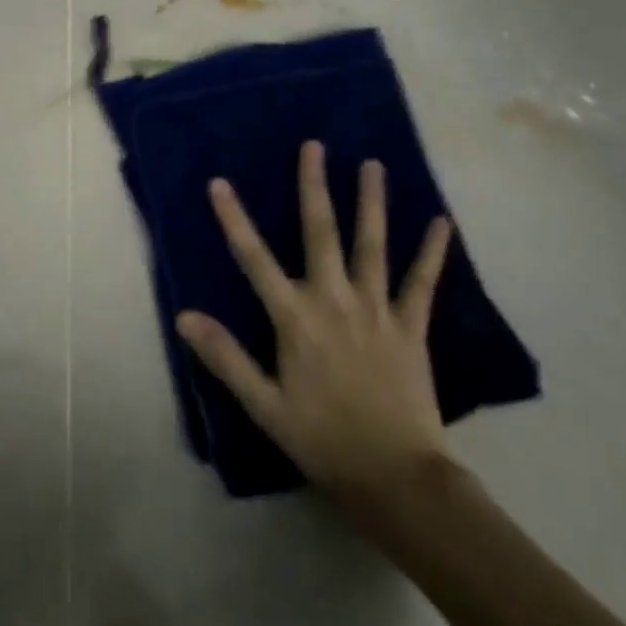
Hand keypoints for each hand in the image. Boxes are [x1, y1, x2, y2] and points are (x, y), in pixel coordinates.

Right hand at [175, 142, 453, 519]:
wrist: (398, 479)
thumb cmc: (323, 440)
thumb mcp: (265, 405)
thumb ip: (226, 357)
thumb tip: (184, 317)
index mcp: (296, 319)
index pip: (255, 259)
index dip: (234, 219)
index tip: (220, 183)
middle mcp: (335, 301)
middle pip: (320, 233)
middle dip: (314, 187)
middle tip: (314, 145)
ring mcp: (377, 310)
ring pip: (373, 245)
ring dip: (372, 202)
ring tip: (373, 165)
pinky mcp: (411, 327)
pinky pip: (422, 282)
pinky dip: (432, 251)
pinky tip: (442, 222)